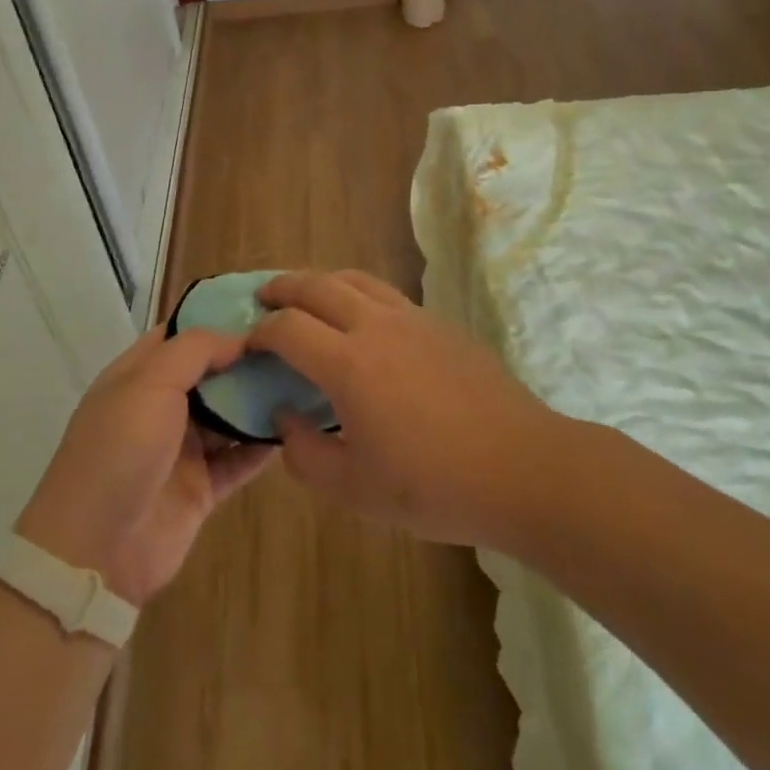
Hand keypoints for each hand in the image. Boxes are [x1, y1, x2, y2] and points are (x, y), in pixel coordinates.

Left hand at [15, 326, 274, 605]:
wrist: (96, 550)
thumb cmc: (119, 449)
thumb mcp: (150, 382)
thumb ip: (196, 350)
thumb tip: (240, 337)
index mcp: (139, 374)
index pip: (182, 334)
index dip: (218, 317)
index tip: (265, 306)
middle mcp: (161, 406)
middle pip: (211, 372)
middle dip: (247, 357)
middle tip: (297, 340)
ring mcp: (182, 449)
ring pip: (229, 414)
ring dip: (260, 398)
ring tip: (305, 375)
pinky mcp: (202, 488)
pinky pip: (240, 458)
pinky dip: (264, 444)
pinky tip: (298, 424)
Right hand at [249, 271, 554, 546]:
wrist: (521, 467)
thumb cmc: (434, 486)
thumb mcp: (355, 491)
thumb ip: (305, 455)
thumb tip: (284, 418)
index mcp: (348, 364)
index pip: (288, 329)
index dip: (260, 333)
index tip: (248, 344)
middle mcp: (375, 326)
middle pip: (317, 285)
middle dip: (283, 287)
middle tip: (265, 298)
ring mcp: (412, 318)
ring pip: (355, 279)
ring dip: (322, 281)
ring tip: (308, 297)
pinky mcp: (440, 323)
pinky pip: (387, 293)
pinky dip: (358, 293)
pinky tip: (363, 322)